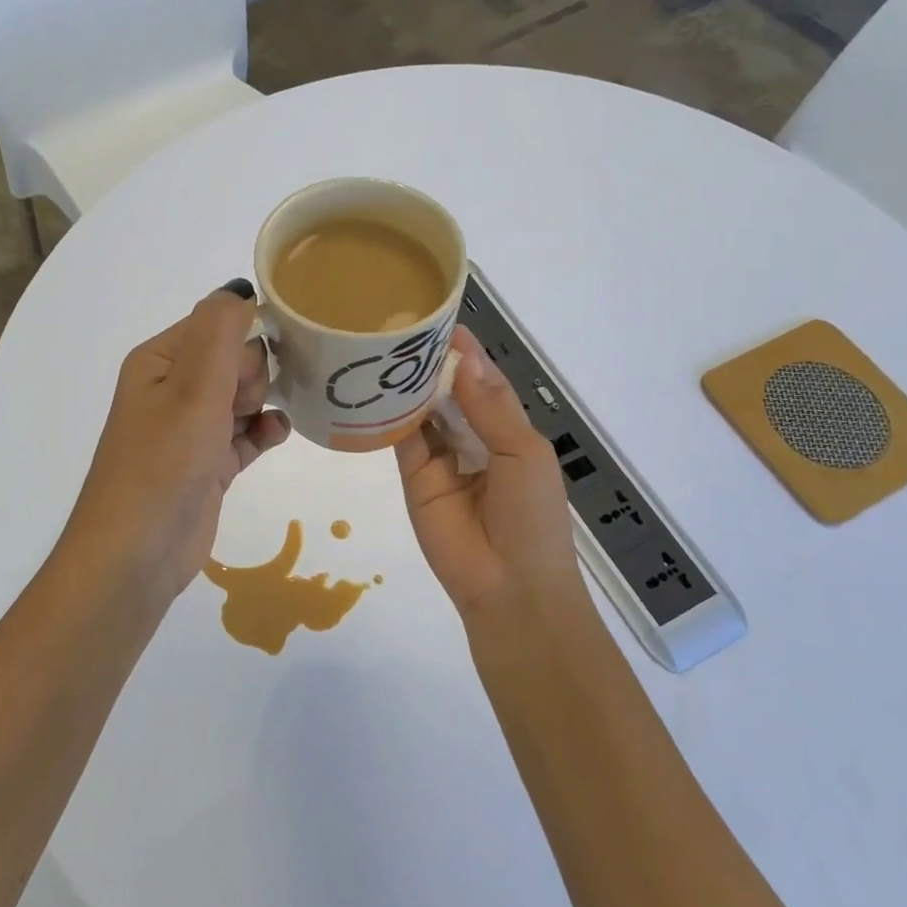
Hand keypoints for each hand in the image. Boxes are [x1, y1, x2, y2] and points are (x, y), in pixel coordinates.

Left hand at [63, 283, 289, 603]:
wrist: (137, 553)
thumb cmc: (164, 461)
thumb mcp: (193, 385)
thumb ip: (221, 329)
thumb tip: (241, 288)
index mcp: (160, 360)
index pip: (217, 324)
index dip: (246, 338)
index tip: (265, 361)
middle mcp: (173, 389)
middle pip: (234, 359)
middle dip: (253, 374)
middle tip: (240, 404)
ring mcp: (190, 429)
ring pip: (243, 396)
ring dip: (262, 402)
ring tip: (258, 424)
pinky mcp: (208, 464)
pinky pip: (246, 433)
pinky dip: (263, 432)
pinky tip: (273, 438)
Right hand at [395, 328, 588, 623]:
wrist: (508, 585)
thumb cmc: (532, 515)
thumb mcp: (522, 453)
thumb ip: (491, 407)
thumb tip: (464, 360)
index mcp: (509, 430)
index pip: (485, 381)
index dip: (467, 354)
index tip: (440, 321)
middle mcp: (473, 438)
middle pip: (450, 392)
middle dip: (432, 364)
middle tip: (399, 328)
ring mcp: (441, 457)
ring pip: (423, 411)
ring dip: (409, 385)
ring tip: (382, 349)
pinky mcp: (413, 476)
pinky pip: (401, 439)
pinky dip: (389, 415)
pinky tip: (374, 388)